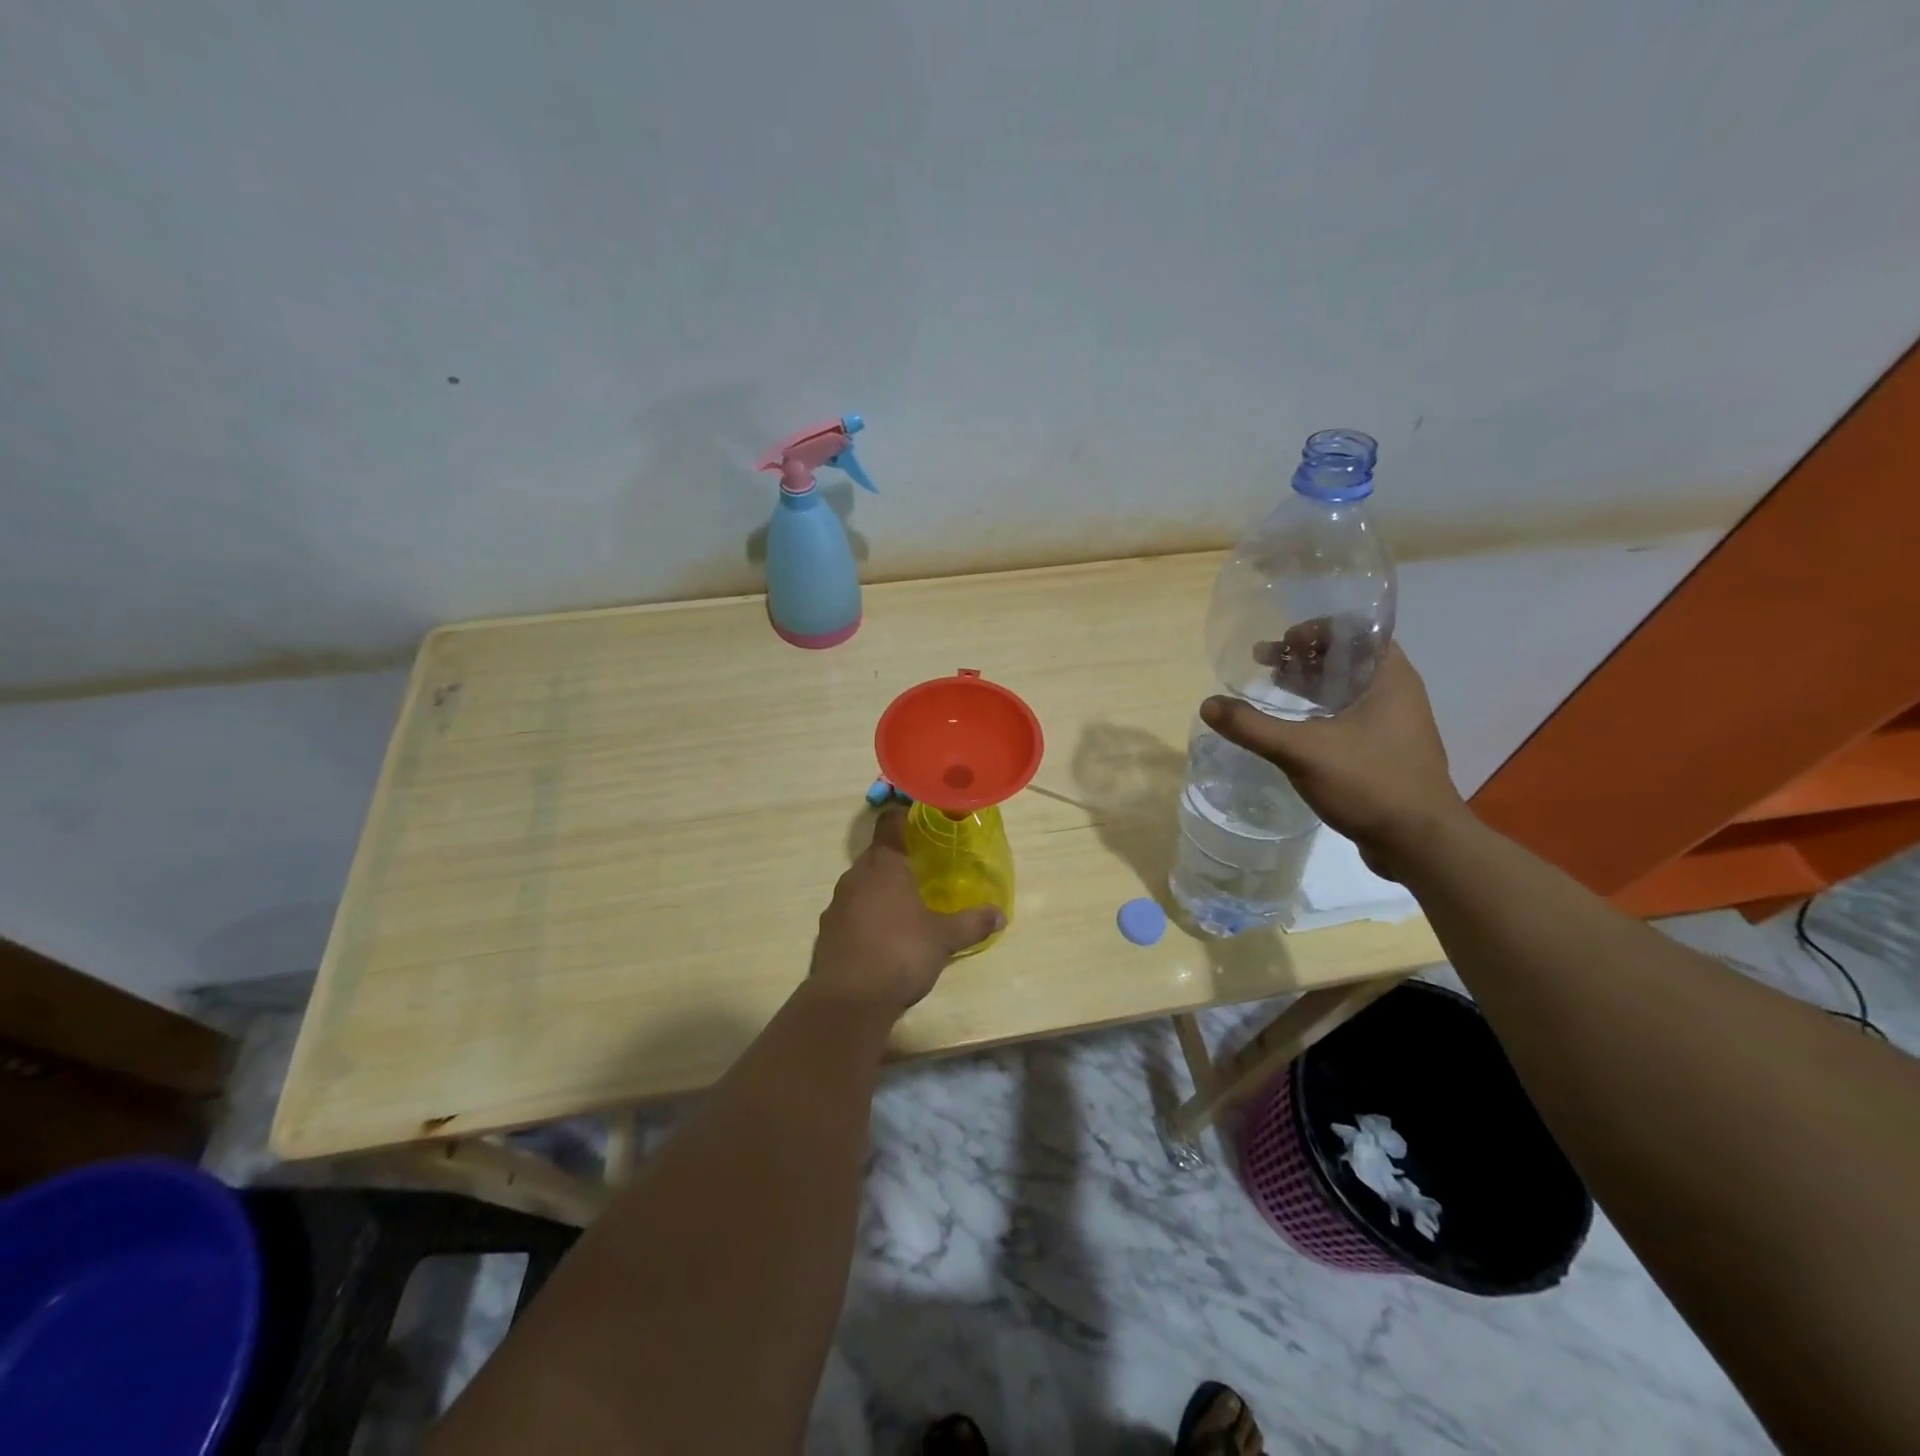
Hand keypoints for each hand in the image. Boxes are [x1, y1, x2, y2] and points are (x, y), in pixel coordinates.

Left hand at [809, 808, 1004, 1016]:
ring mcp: (837, 904)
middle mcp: (856, 876)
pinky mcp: (827, 932)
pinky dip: (866, 917)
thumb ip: (972, 923)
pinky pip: (851, 912)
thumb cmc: (900, 953)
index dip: (904, 818)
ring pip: (862, 885)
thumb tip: (1000, 915)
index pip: (889, 823)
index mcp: (884, 864)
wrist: (848, 1000)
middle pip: (876, 855)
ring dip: (881, 891)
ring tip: (906, 907)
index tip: (921, 822)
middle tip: (924, 871)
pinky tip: (883, 938)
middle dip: (898, 860)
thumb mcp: (944, 938)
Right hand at [1200, 643, 1466, 878]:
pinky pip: (1346, 717)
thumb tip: (1208, 705)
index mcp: (1390, 678)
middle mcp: (1395, 694)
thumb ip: (1253, 727)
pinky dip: (1317, 712)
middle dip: (1304, 655)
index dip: (1317, 629)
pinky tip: (1289, 727)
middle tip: (1263, 661)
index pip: (1357, 631)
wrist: (1420, 844)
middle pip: (1347, 658)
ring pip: (1345, 689)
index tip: (1283, 641)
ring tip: (1270, 685)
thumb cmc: (1370, 783)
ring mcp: (1391, 725)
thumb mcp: (1303, 751)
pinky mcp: (1382, 752)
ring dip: (1308, 683)